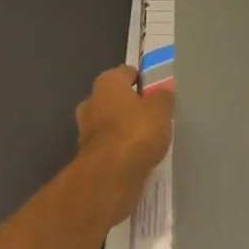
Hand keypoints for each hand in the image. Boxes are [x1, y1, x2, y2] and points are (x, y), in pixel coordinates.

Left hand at [75, 66, 173, 225]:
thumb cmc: (136, 132)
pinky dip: (119, 149)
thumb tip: (163, 91)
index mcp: (107, 82)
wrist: (109, 177)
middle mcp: (92, 101)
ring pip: (109, 123)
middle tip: (152, 116)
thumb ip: (163, 98)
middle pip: (114, 98)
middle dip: (130, 105)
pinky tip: (136, 156)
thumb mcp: (161, 110)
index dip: (142, 80)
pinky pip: (108, 146)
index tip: (157, 92)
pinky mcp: (88, 156)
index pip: (126, 72)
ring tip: (147, 138)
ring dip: (123, 129)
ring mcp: (86, 130)